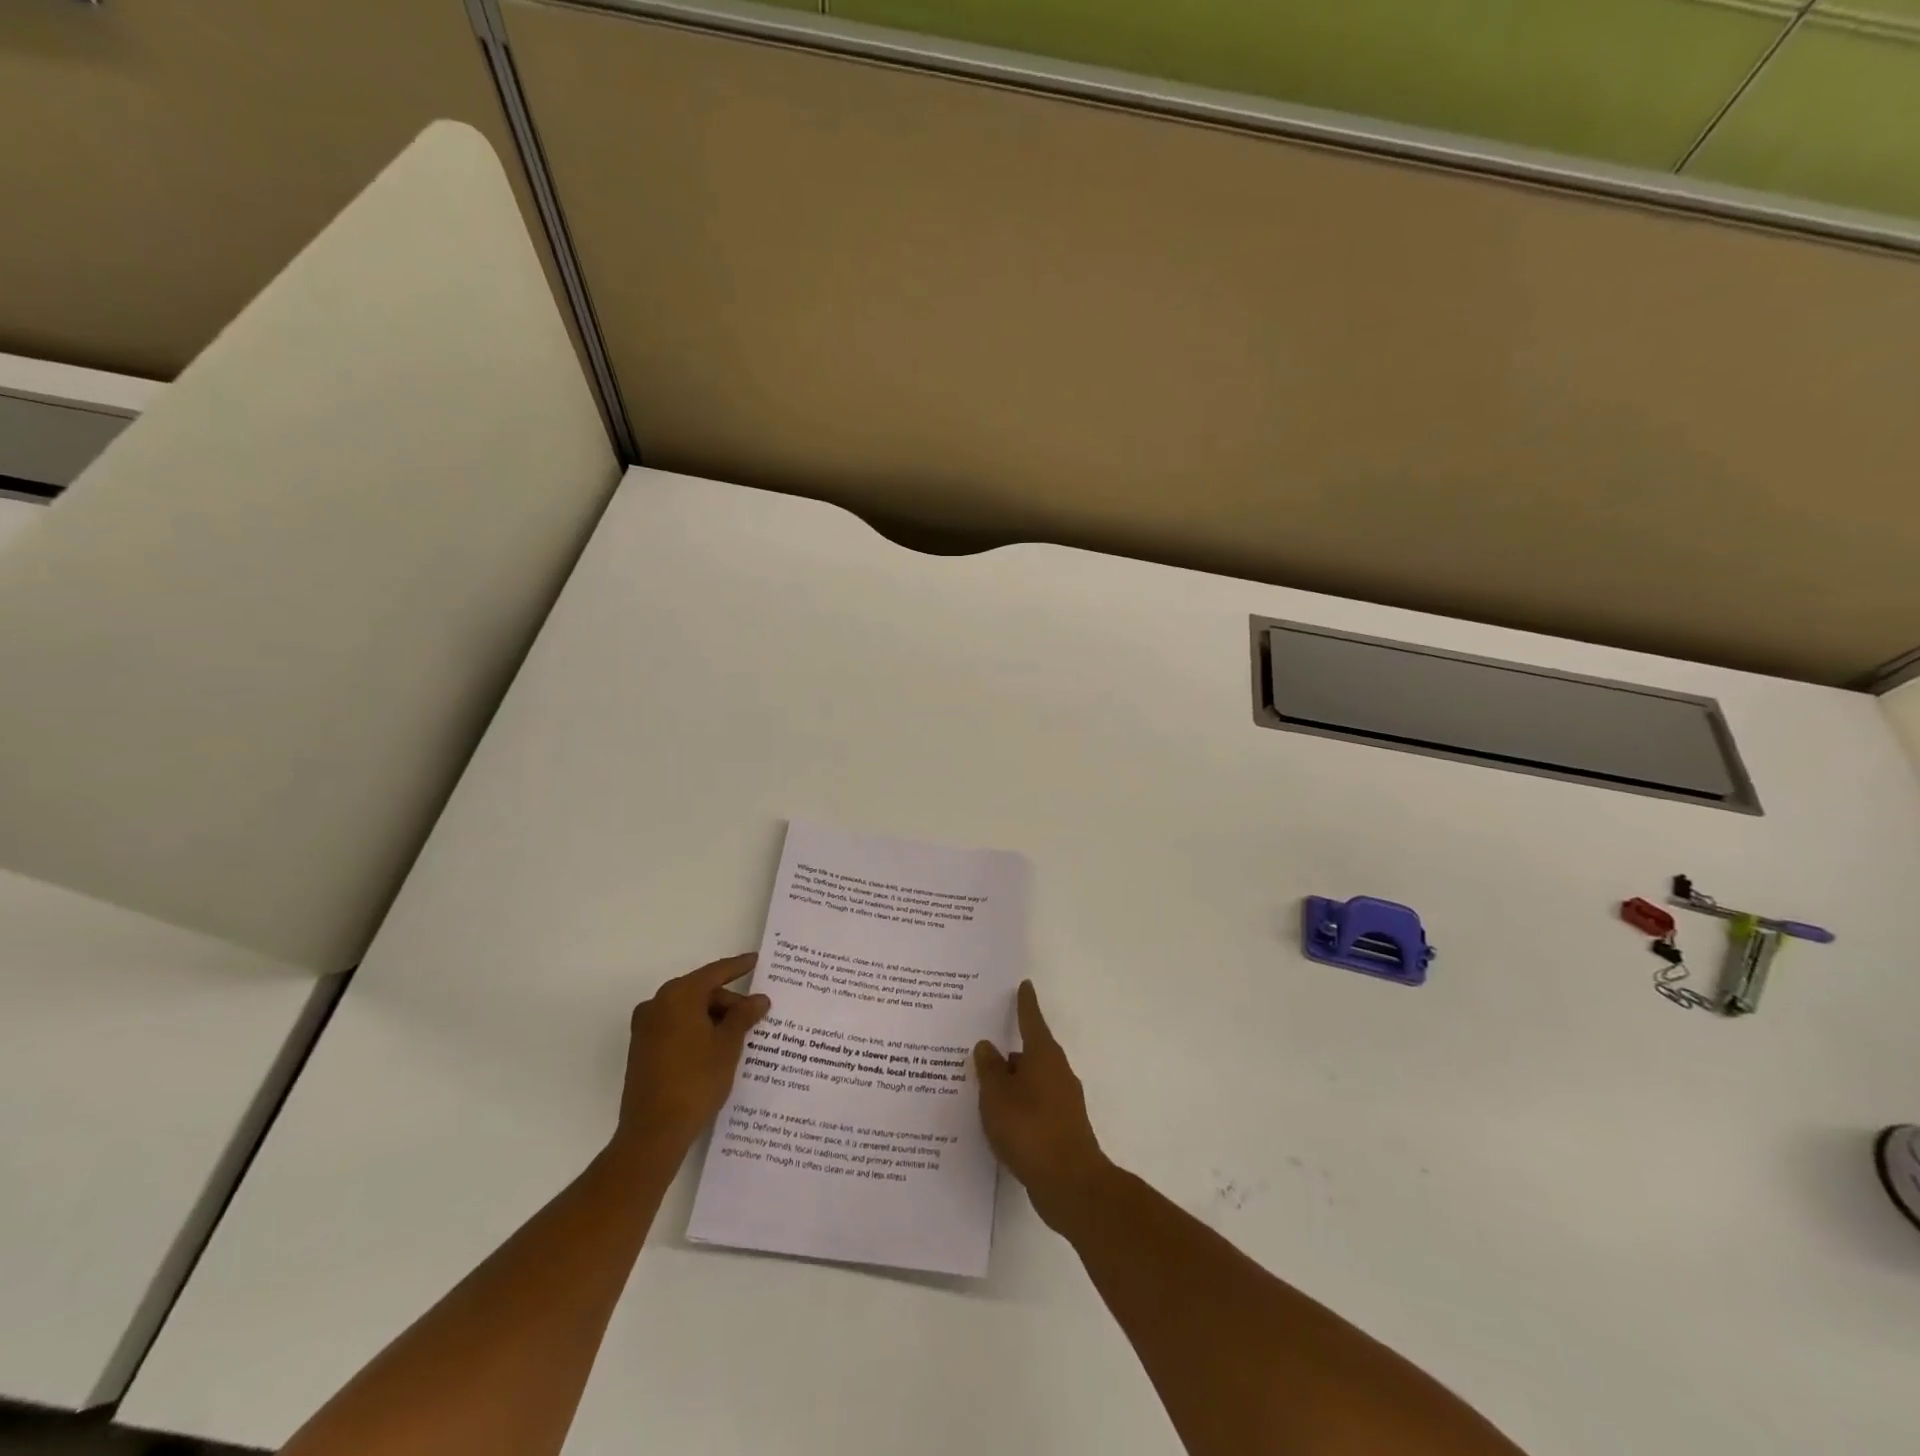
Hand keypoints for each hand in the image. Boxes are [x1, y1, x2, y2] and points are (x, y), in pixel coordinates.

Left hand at [615, 953, 769, 1155]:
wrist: (654, 1132)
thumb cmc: (696, 1080)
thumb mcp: (728, 1045)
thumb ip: (744, 1015)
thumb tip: (758, 999)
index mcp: (678, 996)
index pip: (715, 972)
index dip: (738, 967)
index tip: (756, 961)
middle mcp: (657, 1004)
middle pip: (700, 992)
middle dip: (728, 1001)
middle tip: (755, 1014)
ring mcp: (645, 1028)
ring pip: (687, 1011)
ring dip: (713, 1018)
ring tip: (739, 1034)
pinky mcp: (642, 1050)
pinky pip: (676, 1028)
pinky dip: (697, 1030)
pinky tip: (716, 1047)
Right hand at [975, 981, 1111, 1231]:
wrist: (1070, 1184)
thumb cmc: (1030, 1128)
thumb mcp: (997, 1096)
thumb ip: (989, 1070)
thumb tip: (987, 1046)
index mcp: (1043, 1055)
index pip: (1031, 1019)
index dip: (1025, 1003)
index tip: (1024, 985)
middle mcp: (1057, 1071)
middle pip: (1030, 1052)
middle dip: (1009, 1051)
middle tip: (982, 1048)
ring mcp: (1063, 1101)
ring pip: (1031, 1081)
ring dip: (1011, 1081)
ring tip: (983, 1087)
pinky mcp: (1062, 1127)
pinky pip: (1034, 1105)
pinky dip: (1017, 1106)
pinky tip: (999, 1120)